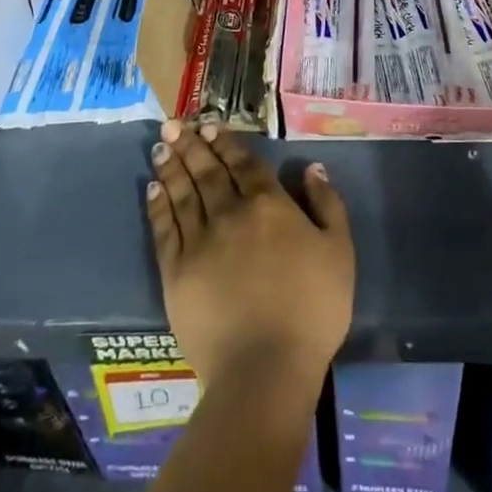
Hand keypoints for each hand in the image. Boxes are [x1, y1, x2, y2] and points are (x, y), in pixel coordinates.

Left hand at [146, 120, 354, 389]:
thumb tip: (312, 168)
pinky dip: (158, 206)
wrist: (266, 368)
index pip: (244, 164)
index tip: (209, 125)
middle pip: (207, 172)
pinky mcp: (176, 273)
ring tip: (161, 146)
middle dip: (191, 145)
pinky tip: (152, 189)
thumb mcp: (339, 251)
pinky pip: (165, 230)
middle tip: (173, 123)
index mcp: (269, 205)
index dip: (226, 143)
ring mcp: (200, 242)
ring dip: (172, 167)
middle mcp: (230, 213)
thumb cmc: (312, 309)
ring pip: (182, 194)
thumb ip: (327, 205)